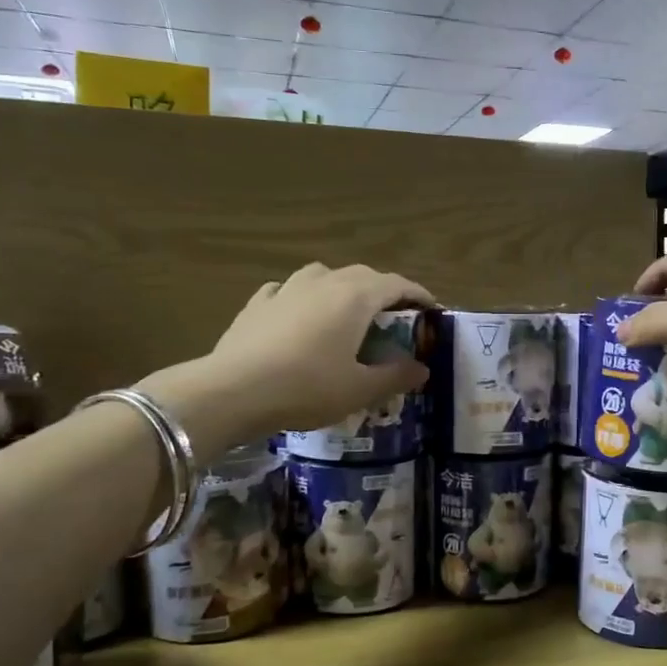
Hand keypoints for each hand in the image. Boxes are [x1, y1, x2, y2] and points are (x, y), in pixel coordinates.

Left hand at [135, 263, 434, 445]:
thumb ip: (396, 376)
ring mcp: (287, 289)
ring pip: (324, 274)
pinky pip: (289, 290)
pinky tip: (298, 313)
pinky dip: (303, 297)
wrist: (234, 391)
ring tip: (347, 310)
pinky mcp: (258, 303)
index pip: (397, 285)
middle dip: (384, 291)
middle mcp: (324, 282)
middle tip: (395, 316)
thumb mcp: (360, 390)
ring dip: (343, 287)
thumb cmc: (307, 388)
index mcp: (356, 297)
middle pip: (364, 275)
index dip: (419, 295)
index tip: (433, 311)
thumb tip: (422, 368)